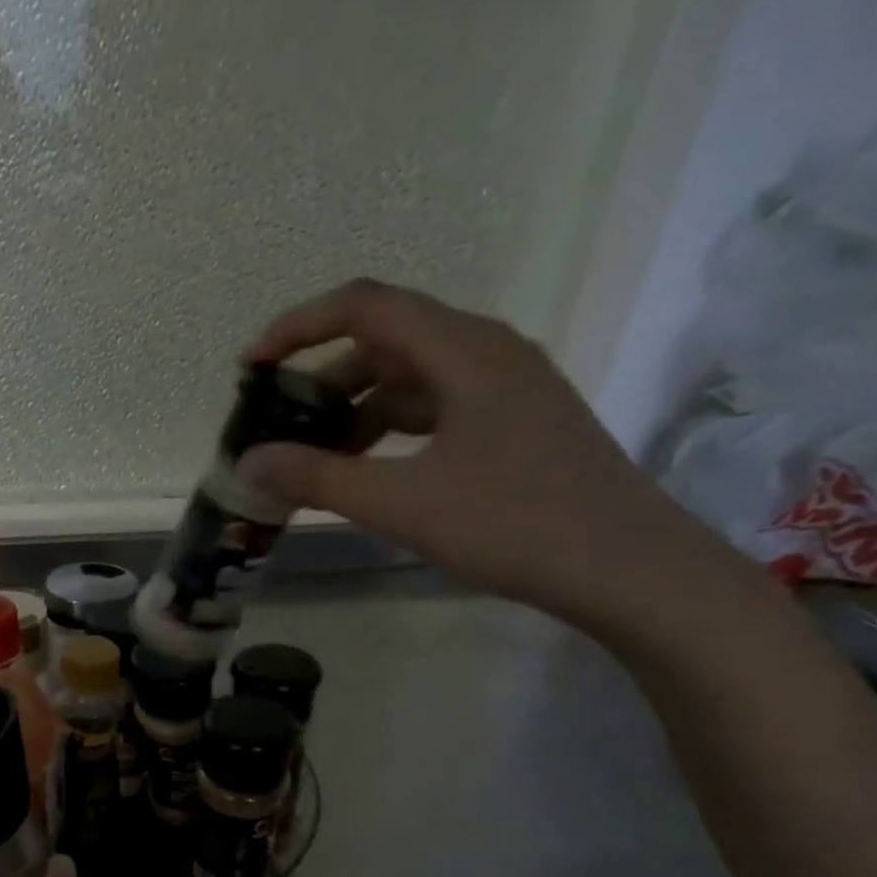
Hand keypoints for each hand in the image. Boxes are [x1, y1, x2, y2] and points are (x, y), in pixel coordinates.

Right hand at [236, 279, 743, 637]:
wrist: (628, 569)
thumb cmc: (514, 524)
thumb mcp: (402, 503)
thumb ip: (318, 478)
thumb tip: (248, 462)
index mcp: (464, 350)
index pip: (364, 307)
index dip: (298, 326)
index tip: (252, 366)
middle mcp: (487, 352)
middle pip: (386, 341)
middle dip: (322, 378)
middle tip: (278, 423)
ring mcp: (507, 388)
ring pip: (411, 378)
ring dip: (356, 409)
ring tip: (314, 456)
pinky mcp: (515, 423)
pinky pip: (436, 408)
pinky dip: (391, 429)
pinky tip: (370, 470)